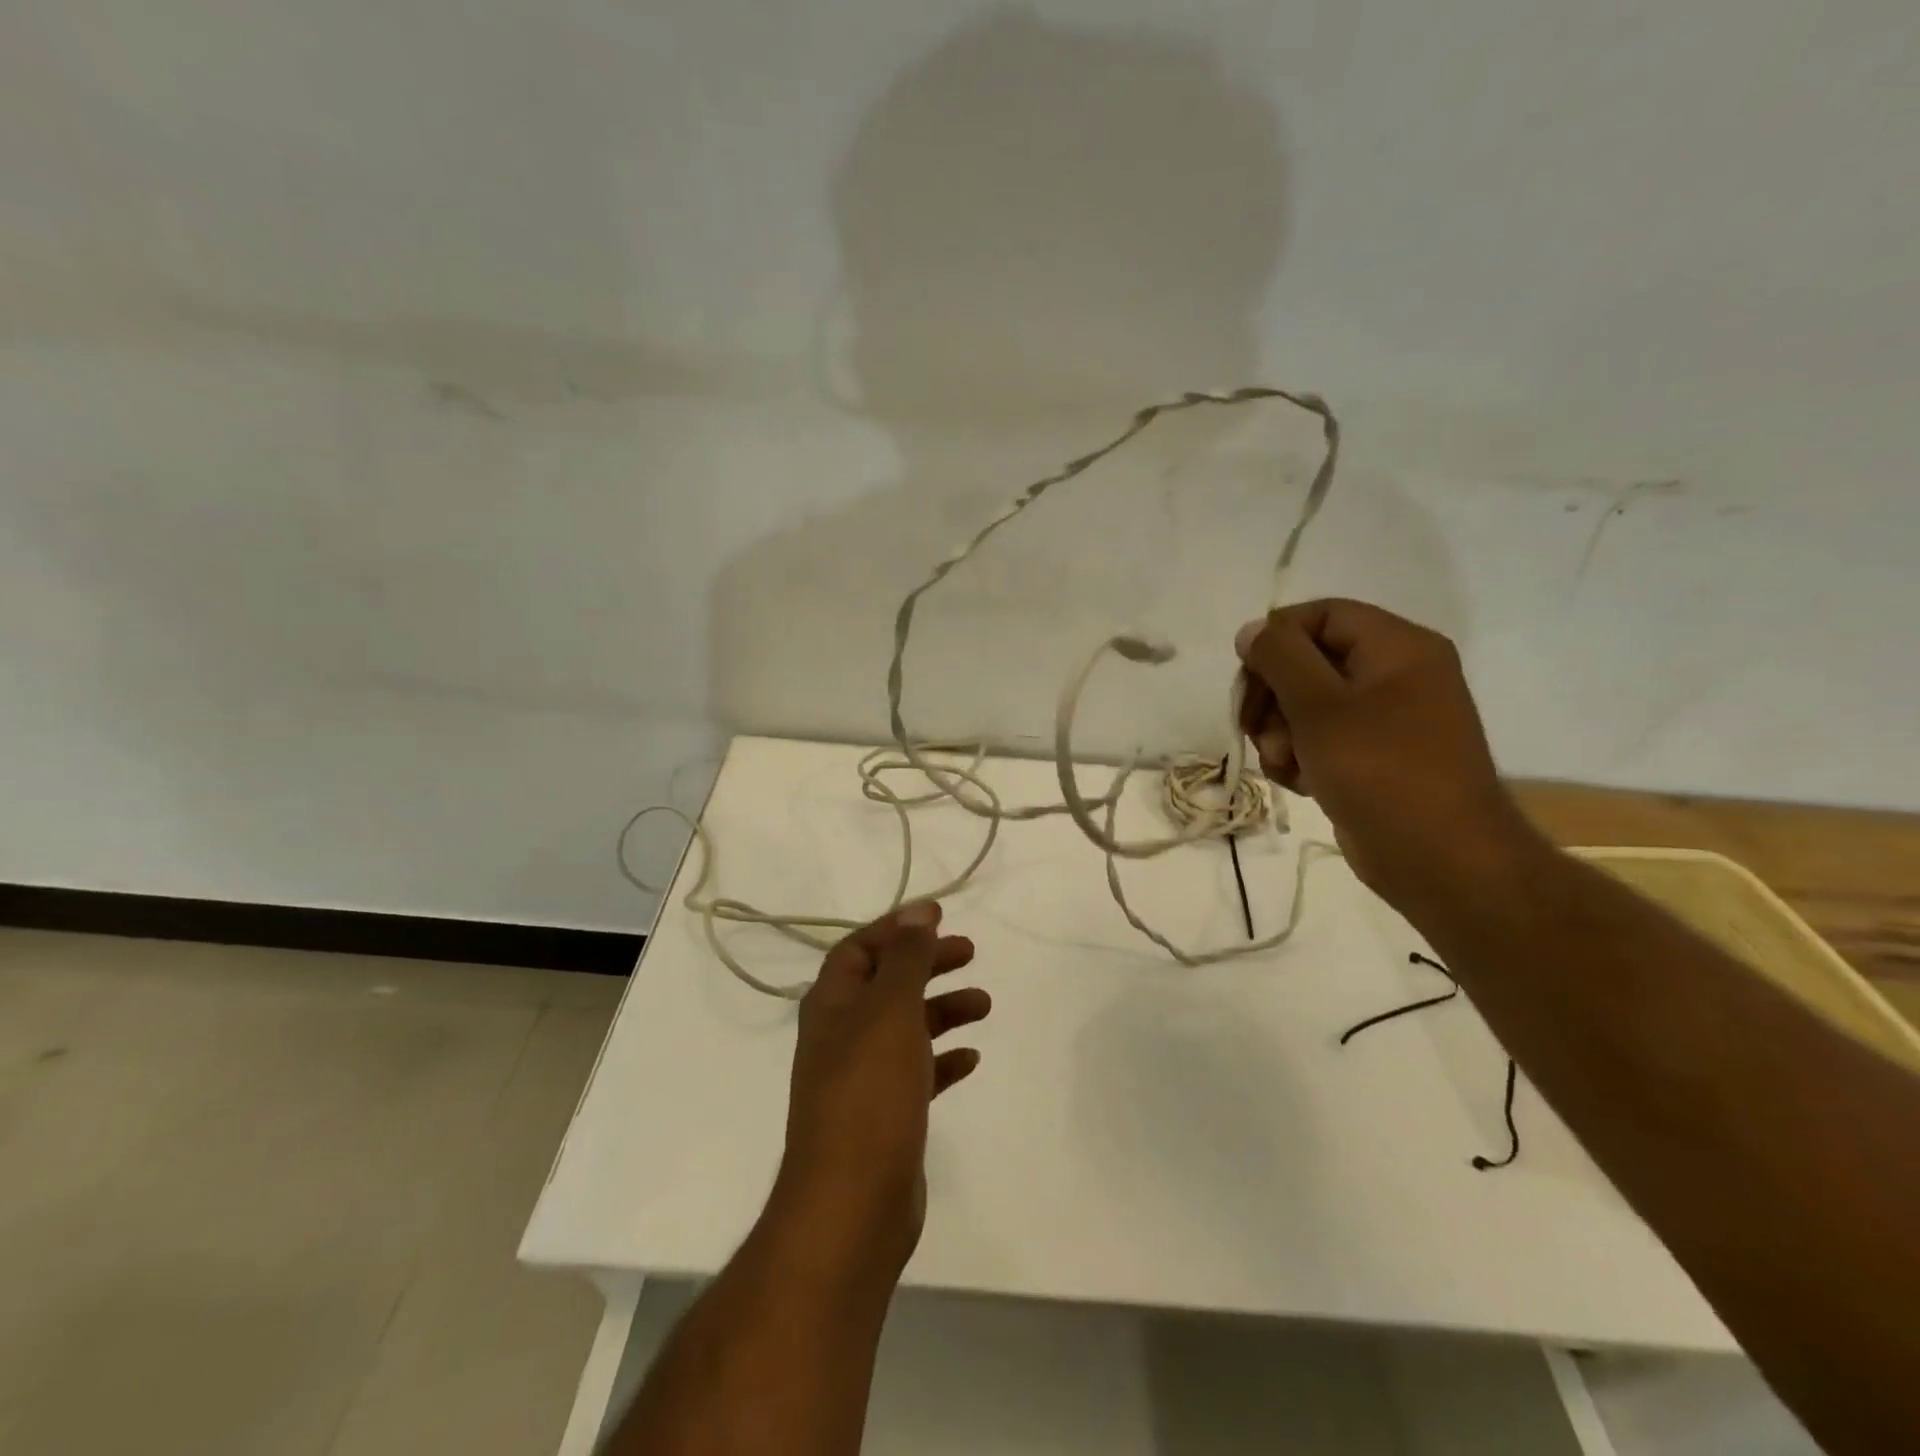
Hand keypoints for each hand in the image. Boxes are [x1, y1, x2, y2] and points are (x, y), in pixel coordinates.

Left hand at [774, 902, 987, 1276]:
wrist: (852, 1202)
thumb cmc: (870, 1091)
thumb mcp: (890, 1010)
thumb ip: (905, 958)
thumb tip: (918, 910)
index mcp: (832, 1004)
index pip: (859, 948)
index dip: (897, 928)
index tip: (939, 917)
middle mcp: (841, 1035)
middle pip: (886, 982)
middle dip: (926, 963)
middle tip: (969, 952)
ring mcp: (860, 1078)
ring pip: (905, 1027)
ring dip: (942, 1009)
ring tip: (984, 1004)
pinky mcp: (883, 1115)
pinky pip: (916, 1072)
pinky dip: (942, 1059)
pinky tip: (971, 1059)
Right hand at [1234, 599, 1538, 912]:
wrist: (1440, 860)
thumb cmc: (1381, 771)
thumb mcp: (1319, 706)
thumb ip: (1280, 658)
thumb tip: (1252, 629)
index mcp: (1398, 647)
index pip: (1321, 615)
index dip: (1275, 639)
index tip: (1245, 676)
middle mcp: (1396, 674)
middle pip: (1309, 661)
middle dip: (1273, 695)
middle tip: (1252, 727)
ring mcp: (1386, 719)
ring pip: (1308, 705)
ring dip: (1280, 732)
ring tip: (1283, 763)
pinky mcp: (1374, 757)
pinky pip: (1322, 739)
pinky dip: (1300, 756)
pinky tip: (1297, 781)